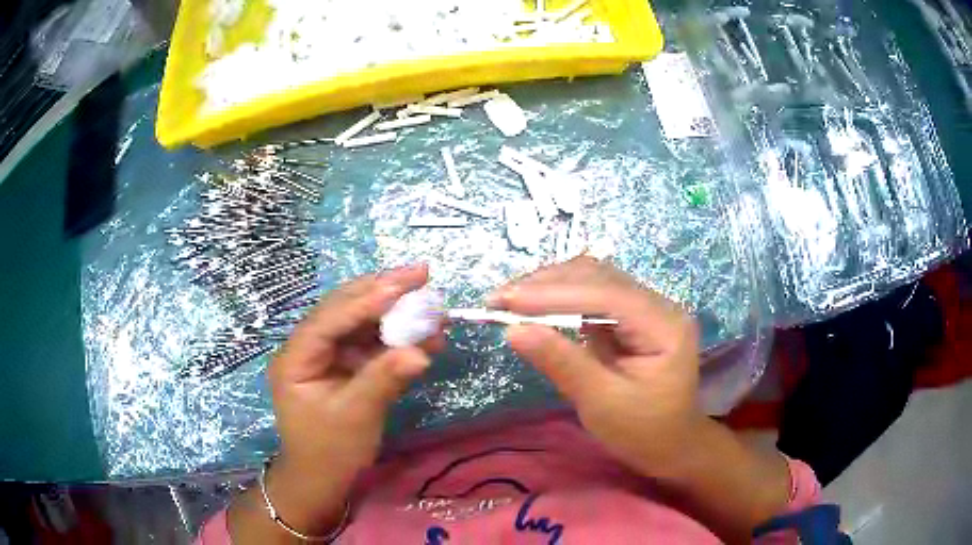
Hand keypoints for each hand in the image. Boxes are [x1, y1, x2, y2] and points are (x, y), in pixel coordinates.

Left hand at [271, 263, 441, 472]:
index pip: (330, 318)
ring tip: (432, 304)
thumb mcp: (355, 416)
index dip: (366, 300)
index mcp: (296, 357)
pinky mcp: (345, 365)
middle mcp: (308, 347)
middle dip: (384, 292)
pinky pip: (372, 344)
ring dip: (396, 314)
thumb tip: (421, 351)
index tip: (402, 284)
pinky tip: (426, 336)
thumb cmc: (330, 451)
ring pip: (362, 323)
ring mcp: (327, 355)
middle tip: (422, 273)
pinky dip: (398, 339)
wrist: (324, 479)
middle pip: (345, 309)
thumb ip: (384, 379)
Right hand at [490, 257, 790, 542]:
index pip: (605, 294)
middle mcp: (659, 305)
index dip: (553, 293)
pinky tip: (533, 307)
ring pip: (593, 279)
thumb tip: (513, 330)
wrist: (671, 445)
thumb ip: (562, 363)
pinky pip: (591, 296)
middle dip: (546, 284)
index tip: (505, 301)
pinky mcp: (630, 318)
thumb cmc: (643, 432)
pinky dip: (558, 299)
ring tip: (509, 301)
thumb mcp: (602, 404)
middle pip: (599, 277)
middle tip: (498, 300)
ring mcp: (645, 308)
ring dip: (549, 286)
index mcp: (665, 325)